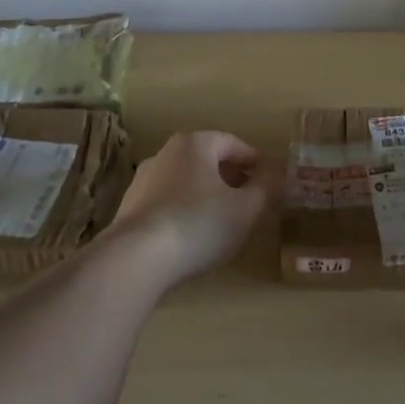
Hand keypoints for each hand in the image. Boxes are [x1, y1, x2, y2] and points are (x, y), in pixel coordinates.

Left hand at [112, 131, 271, 288]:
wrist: (136, 260)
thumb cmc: (199, 224)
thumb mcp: (246, 208)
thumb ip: (266, 188)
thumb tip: (275, 174)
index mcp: (196, 143)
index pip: (234, 144)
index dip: (256, 163)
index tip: (270, 182)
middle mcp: (167, 152)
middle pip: (209, 160)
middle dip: (232, 178)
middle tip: (250, 201)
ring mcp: (143, 180)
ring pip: (187, 182)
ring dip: (207, 196)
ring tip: (223, 222)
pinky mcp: (129, 208)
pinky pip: (168, 203)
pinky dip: (185, 212)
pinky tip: (193, 237)